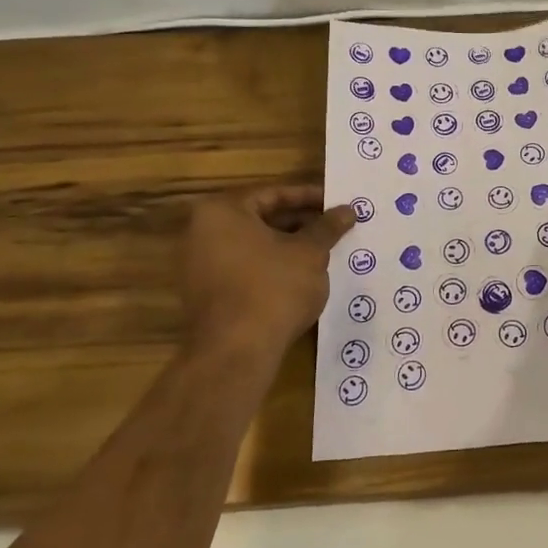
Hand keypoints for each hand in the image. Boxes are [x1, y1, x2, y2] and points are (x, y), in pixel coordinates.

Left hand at [179, 186, 356, 361]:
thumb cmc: (273, 288)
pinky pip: (245, 269)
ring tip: (324, 252)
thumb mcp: (310, 253)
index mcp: (222, 212)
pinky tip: (301, 278)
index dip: (309, 197)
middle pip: (260, 218)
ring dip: (288, 246)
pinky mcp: (205, 295)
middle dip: (300, 223)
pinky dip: (272, 268)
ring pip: (254, 246)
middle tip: (333, 228)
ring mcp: (199, 266)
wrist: (236, 353)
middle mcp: (201, 232)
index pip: (273, 194)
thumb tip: (348, 210)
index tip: (335, 203)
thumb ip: (327, 227)